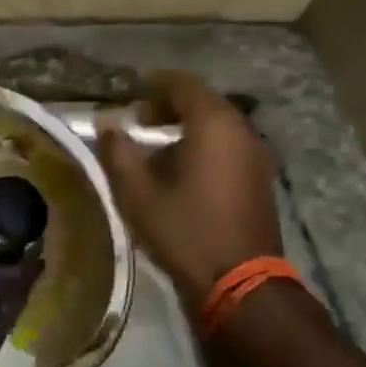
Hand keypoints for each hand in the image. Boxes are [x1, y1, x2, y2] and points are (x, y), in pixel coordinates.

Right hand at [97, 72, 282, 306]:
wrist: (239, 281)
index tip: (131, 93)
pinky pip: (229, 146)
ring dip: (188, 127)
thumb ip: (118, 151)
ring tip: (156, 148)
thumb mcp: (138, 192)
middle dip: (170, 106)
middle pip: (204, 103)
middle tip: (140, 121)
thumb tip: (105, 123)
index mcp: (213, 124)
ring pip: (218, 125)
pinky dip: (205, 145)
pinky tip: (182, 170)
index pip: (183, 85)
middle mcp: (241, 131)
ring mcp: (256, 155)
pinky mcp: (260, 178)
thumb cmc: (184, 230)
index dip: (155, 84)